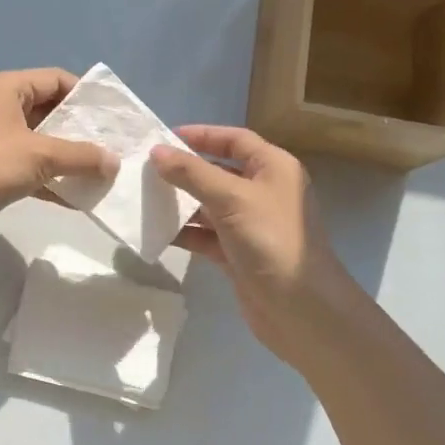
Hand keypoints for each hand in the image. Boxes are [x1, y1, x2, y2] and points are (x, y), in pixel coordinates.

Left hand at [0, 68, 117, 257]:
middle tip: (115, 148)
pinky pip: (28, 169)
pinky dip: (50, 180)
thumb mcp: (39, 155)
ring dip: (68, 159)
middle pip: (50, 112)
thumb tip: (114, 161)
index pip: (56, 80)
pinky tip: (77, 198)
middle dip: (82, 131)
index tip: (115, 118)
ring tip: (103, 174)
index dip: (87, 96)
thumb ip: (81, 156)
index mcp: (6, 89)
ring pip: (40, 144)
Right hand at [150, 126, 362, 364]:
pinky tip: (156, 232)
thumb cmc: (271, 240)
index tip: (164, 138)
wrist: (301, 309)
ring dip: (180, 203)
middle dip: (184, 171)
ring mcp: (250, 225)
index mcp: (273, 168)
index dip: (202, 135)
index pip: (234, 140)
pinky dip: (184, 232)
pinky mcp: (238, 254)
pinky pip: (205, 235)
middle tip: (145, 170)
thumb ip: (192, 174)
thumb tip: (157, 152)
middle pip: (218, 172)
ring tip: (143, 199)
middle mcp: (263, 192)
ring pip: (208, 205)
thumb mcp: (231, 199)